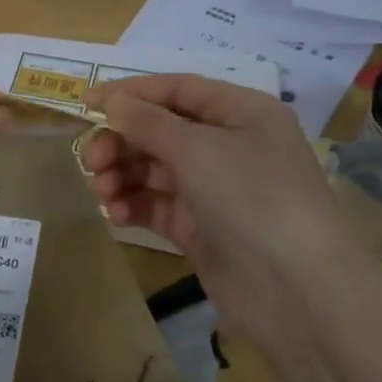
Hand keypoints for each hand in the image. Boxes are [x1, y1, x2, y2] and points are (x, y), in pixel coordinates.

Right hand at [79, 74, 356, 305]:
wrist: (296, 291)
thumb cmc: (251, 197)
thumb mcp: (197, 149)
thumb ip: (147, 122)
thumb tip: (111, 101)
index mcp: (241, 113)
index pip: (177, 90)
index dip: (131, 93)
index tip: (86, 105)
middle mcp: (228, 145)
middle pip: (159, 131)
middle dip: (121, 142)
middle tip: (90, 161)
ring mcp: (214, 189)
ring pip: (153, 170)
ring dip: (121, 175)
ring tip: (101, 192)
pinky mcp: (200, 228)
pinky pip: (157, 205)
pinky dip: (133, 205)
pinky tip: (116, 215)